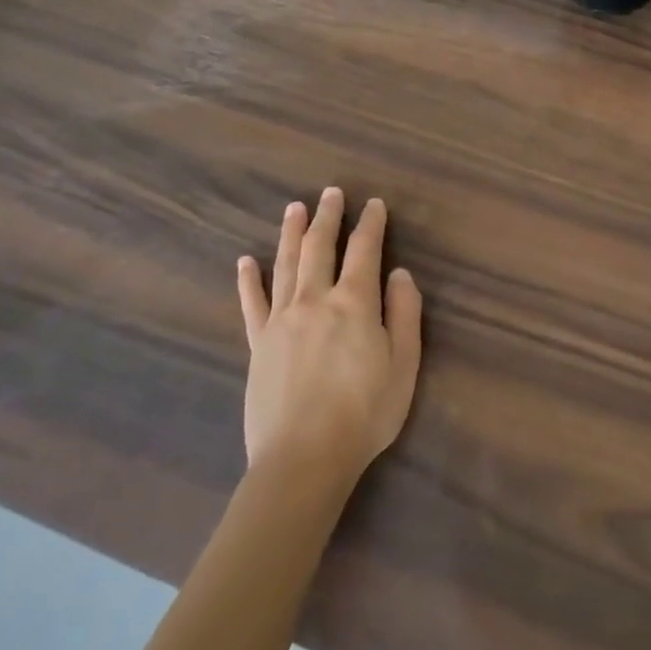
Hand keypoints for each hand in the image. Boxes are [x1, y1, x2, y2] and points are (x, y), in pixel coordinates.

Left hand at [237, 188, 423, 476]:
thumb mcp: (404, 364)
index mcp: (354, 303)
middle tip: (331, 192)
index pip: (365, 251)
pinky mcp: (258, 344)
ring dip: (291, 233)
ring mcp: (281, 320)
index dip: (371, 224)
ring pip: (285, 265)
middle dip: (328, 217)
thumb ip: (404, 314)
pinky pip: (251, 303)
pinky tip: (246, 261)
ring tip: (294, 208)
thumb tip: (399, 274)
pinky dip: (249, 279)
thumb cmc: (365, 413)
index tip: (374, 204)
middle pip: (320, 248)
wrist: (304, 457)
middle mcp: (314, 300)